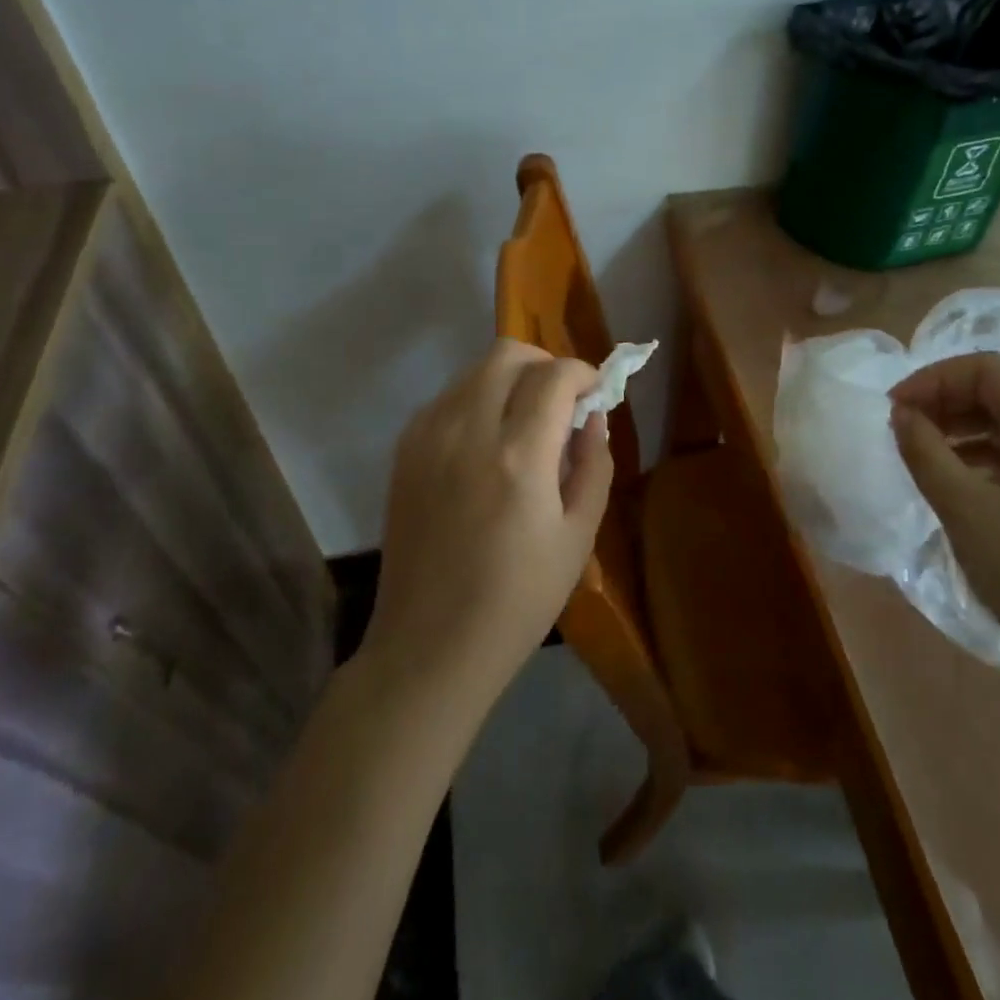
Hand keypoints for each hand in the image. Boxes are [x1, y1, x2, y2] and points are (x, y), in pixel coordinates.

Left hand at [365, 339, 614, 693]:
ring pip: (474, 371)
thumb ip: (593, 465)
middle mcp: (467, 431)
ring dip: (509, 380)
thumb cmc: (518, 601)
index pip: (555, 376)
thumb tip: (593, 418)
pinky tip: (487, 442)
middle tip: (562, 400)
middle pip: (507, 353)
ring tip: (525, 422)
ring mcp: (427, 437)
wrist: (430, 646)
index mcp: (519, 457)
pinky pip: (447, 398)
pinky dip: (476, 400)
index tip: (595, 393)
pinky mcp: (404, 451)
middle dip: (545, 363)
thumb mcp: (579, 537)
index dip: (584, 373)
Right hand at [889, 352, 999, 683]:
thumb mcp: (962, 507)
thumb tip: (901, 414)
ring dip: (959, 424)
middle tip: (902, 426)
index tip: (896, 407)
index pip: (990, 370)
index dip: (936, 378)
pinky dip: (978, 451)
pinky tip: (951, 476)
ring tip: (919, 449)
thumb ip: (924, 450)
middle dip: (945, 398)